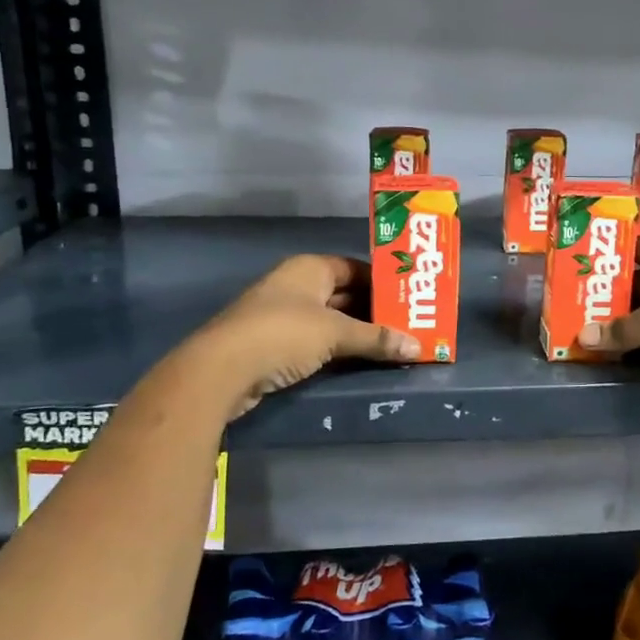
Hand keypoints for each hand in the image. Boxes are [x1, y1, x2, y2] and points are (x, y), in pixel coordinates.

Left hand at [189, 255, 419, 420]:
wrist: (221, 370)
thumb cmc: (283, 334)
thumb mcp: (336, 333)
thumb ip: (376, 338)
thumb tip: (418, 346)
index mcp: (309, 268)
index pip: (355, 268)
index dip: (382, 282)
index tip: (410, 299)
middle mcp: (296, 286)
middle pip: (344, 295)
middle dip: (374, 312)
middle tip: (408, 326)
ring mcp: (283, 316)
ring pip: (331, 321)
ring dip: (357, 334)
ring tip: (393, 346)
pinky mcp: (275, 345)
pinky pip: (317, 342)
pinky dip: (338, 350)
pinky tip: (361, 362)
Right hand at [578, 239, 639, 410]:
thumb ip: (621, 327)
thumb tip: (583, 335)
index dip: (615, 249)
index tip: (584, 254)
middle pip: (638, 283)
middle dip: (608, 289)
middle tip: (570, 294)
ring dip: (616, 320)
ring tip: (578, 320)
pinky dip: (630, 343)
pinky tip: (603, 347)